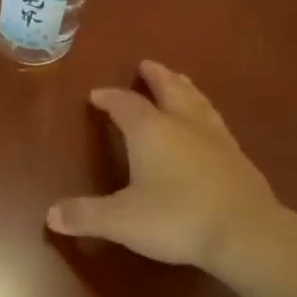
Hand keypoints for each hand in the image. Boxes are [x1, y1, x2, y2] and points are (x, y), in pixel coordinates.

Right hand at [47, 60, 292, 277]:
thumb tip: (50, 215)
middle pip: (168, 89)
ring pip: (196, 101)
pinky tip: (207, 123)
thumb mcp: (121, 220)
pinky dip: (204, 112)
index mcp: (150, 131)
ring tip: (179, 80)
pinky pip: (215, 121)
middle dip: (155, 77)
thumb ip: (86, 215)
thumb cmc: (176, 218)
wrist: (246, 232)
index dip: (109, 98)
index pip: (124, 105)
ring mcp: (214, 137)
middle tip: (146, 65)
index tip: (97, 94)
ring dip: (183, 87)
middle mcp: (182, 124)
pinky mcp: (237, 155)